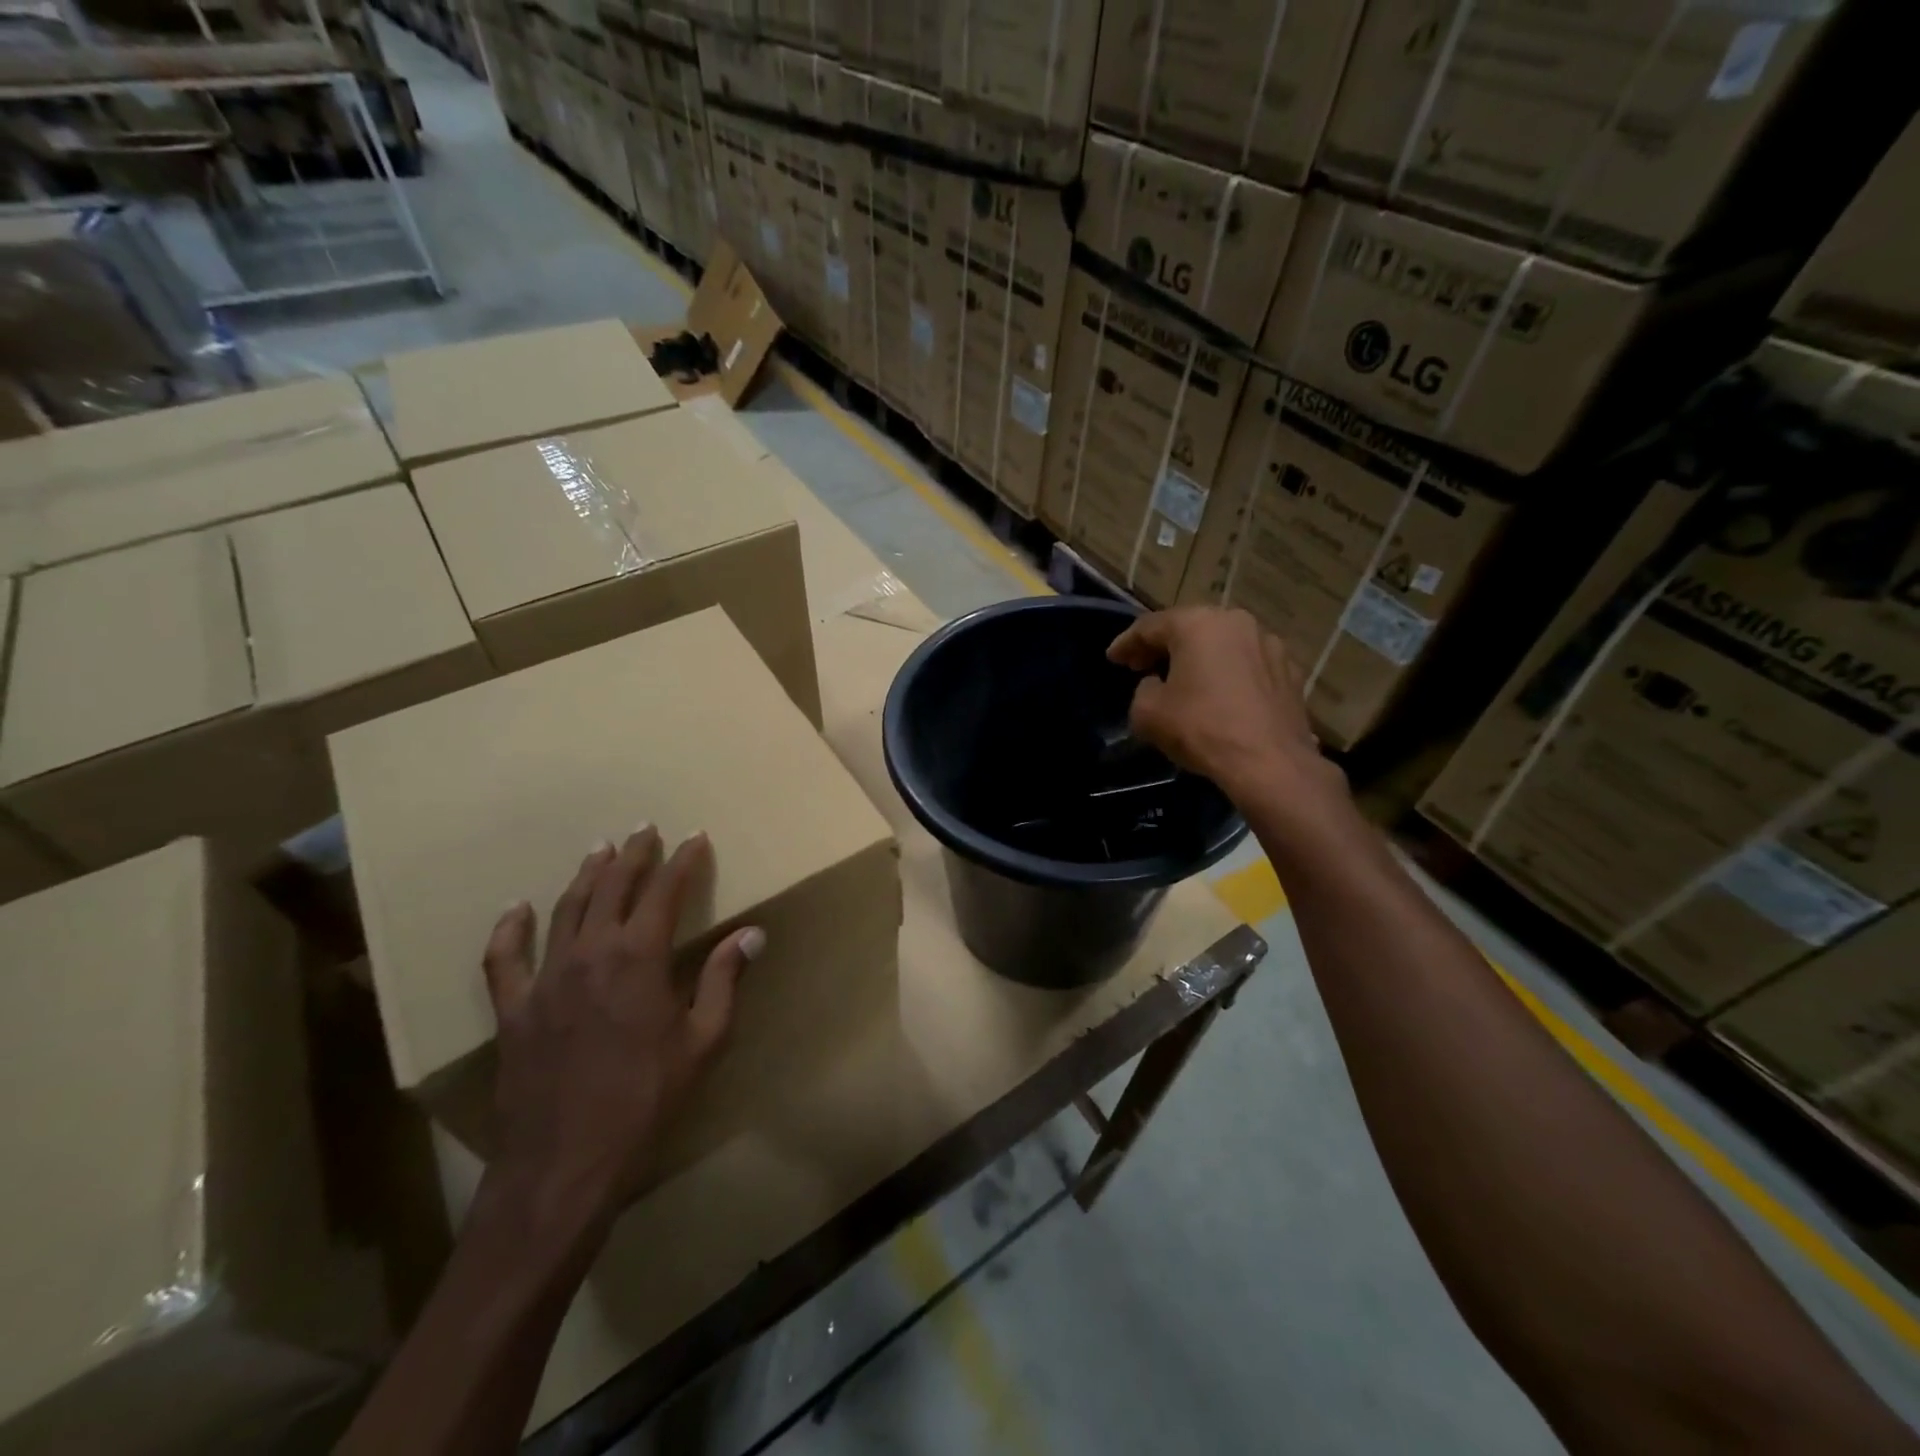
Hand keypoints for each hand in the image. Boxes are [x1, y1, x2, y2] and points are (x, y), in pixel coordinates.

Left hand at [479, 827, 763, 1234]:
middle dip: (634, 854)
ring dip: (586, 875)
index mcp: (639, 956)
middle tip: (646, 830)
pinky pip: (504, 958)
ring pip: (566, 908)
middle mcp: (590, 952)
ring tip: (600, 850)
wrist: (566, 1163)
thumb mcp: (703, 1040)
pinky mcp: (513, 1008)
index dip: (683, 861)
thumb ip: (724, 979)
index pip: (665, 891)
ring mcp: (545, 978)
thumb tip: (752, 933)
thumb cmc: (647, 1099)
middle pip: (613, 887)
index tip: (696, 838)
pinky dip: (509, 929)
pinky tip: (516, 909)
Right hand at [1108, 606, 1346, 811]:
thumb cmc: (1202, 729)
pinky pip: (1246, 665)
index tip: (1112, 658)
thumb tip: (1156, 685)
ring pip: (1221, 644)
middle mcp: (1236, 622)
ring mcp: (1269, 644)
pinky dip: (1227, 674)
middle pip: (1189, 629)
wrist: (1270, 762)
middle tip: (1141, 666)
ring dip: (1198, 658)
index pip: (1150, 626)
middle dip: (1163, 647)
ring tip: (1182, 680)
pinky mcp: (1289, 671)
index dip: (1126, 644)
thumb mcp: (1147, 712)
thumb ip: (1143, 690)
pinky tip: (1219, 695)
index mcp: (1197, 624)